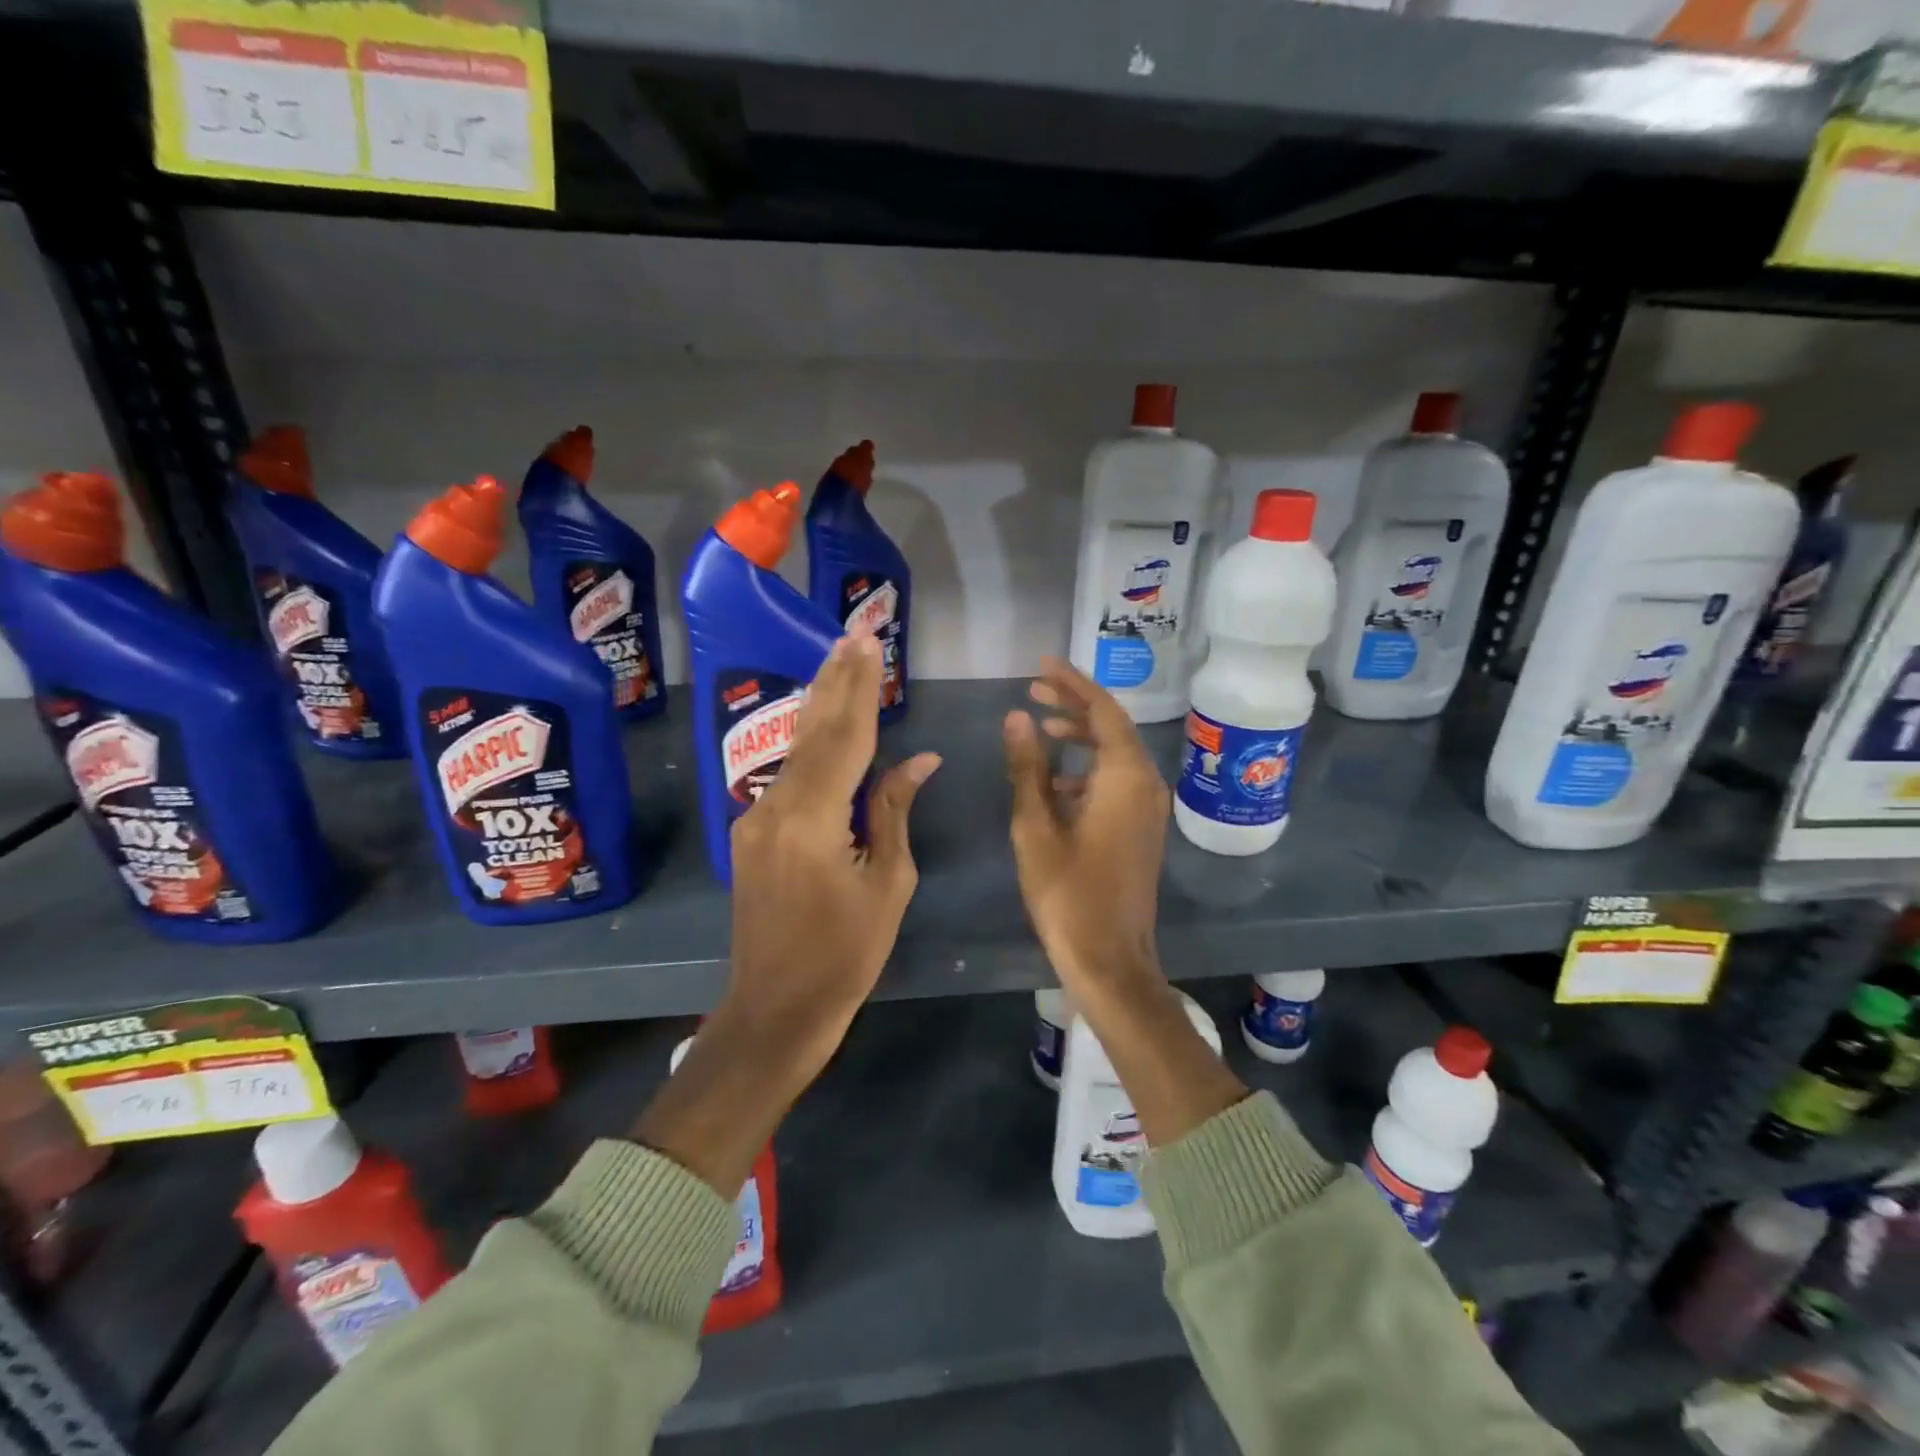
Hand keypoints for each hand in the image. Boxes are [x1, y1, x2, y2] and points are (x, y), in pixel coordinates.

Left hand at [725, 631, 940, 1075]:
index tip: (869, 643)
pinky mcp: (752, 832)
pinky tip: (823, 719)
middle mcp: (776, 805)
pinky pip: (788, 774)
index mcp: (814, 818)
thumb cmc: (845, 955)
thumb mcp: (888, 883)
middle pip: (812, 729)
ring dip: (820, 703)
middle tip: (852, 633)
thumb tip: (918, 759)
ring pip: (796, 748)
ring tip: (839, 659)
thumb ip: (894, 811)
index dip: (862, 688)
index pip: (846, 737)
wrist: (774, 1008)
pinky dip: (811, 741)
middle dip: (835, 679)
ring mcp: (756, 818)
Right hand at [1003, 660, 1244, 1145]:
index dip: (1072, 682)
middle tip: (1033, 690)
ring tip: (1039, 724)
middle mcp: (1145, 784)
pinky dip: (1086, 768)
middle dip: (1074, 704)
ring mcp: (1147, 808)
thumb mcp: (1035, 826)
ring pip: (1114, 754)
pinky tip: (1053, 781)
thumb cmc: (1067, 893)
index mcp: (1125, 777)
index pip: (1102, 710)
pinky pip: (1116, 780)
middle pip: (1112, 727)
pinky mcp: (1140, 828)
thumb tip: (1016, 717)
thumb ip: (1027, 768)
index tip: (1041, 664)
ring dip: (1079, 735)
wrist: (1110, 958)